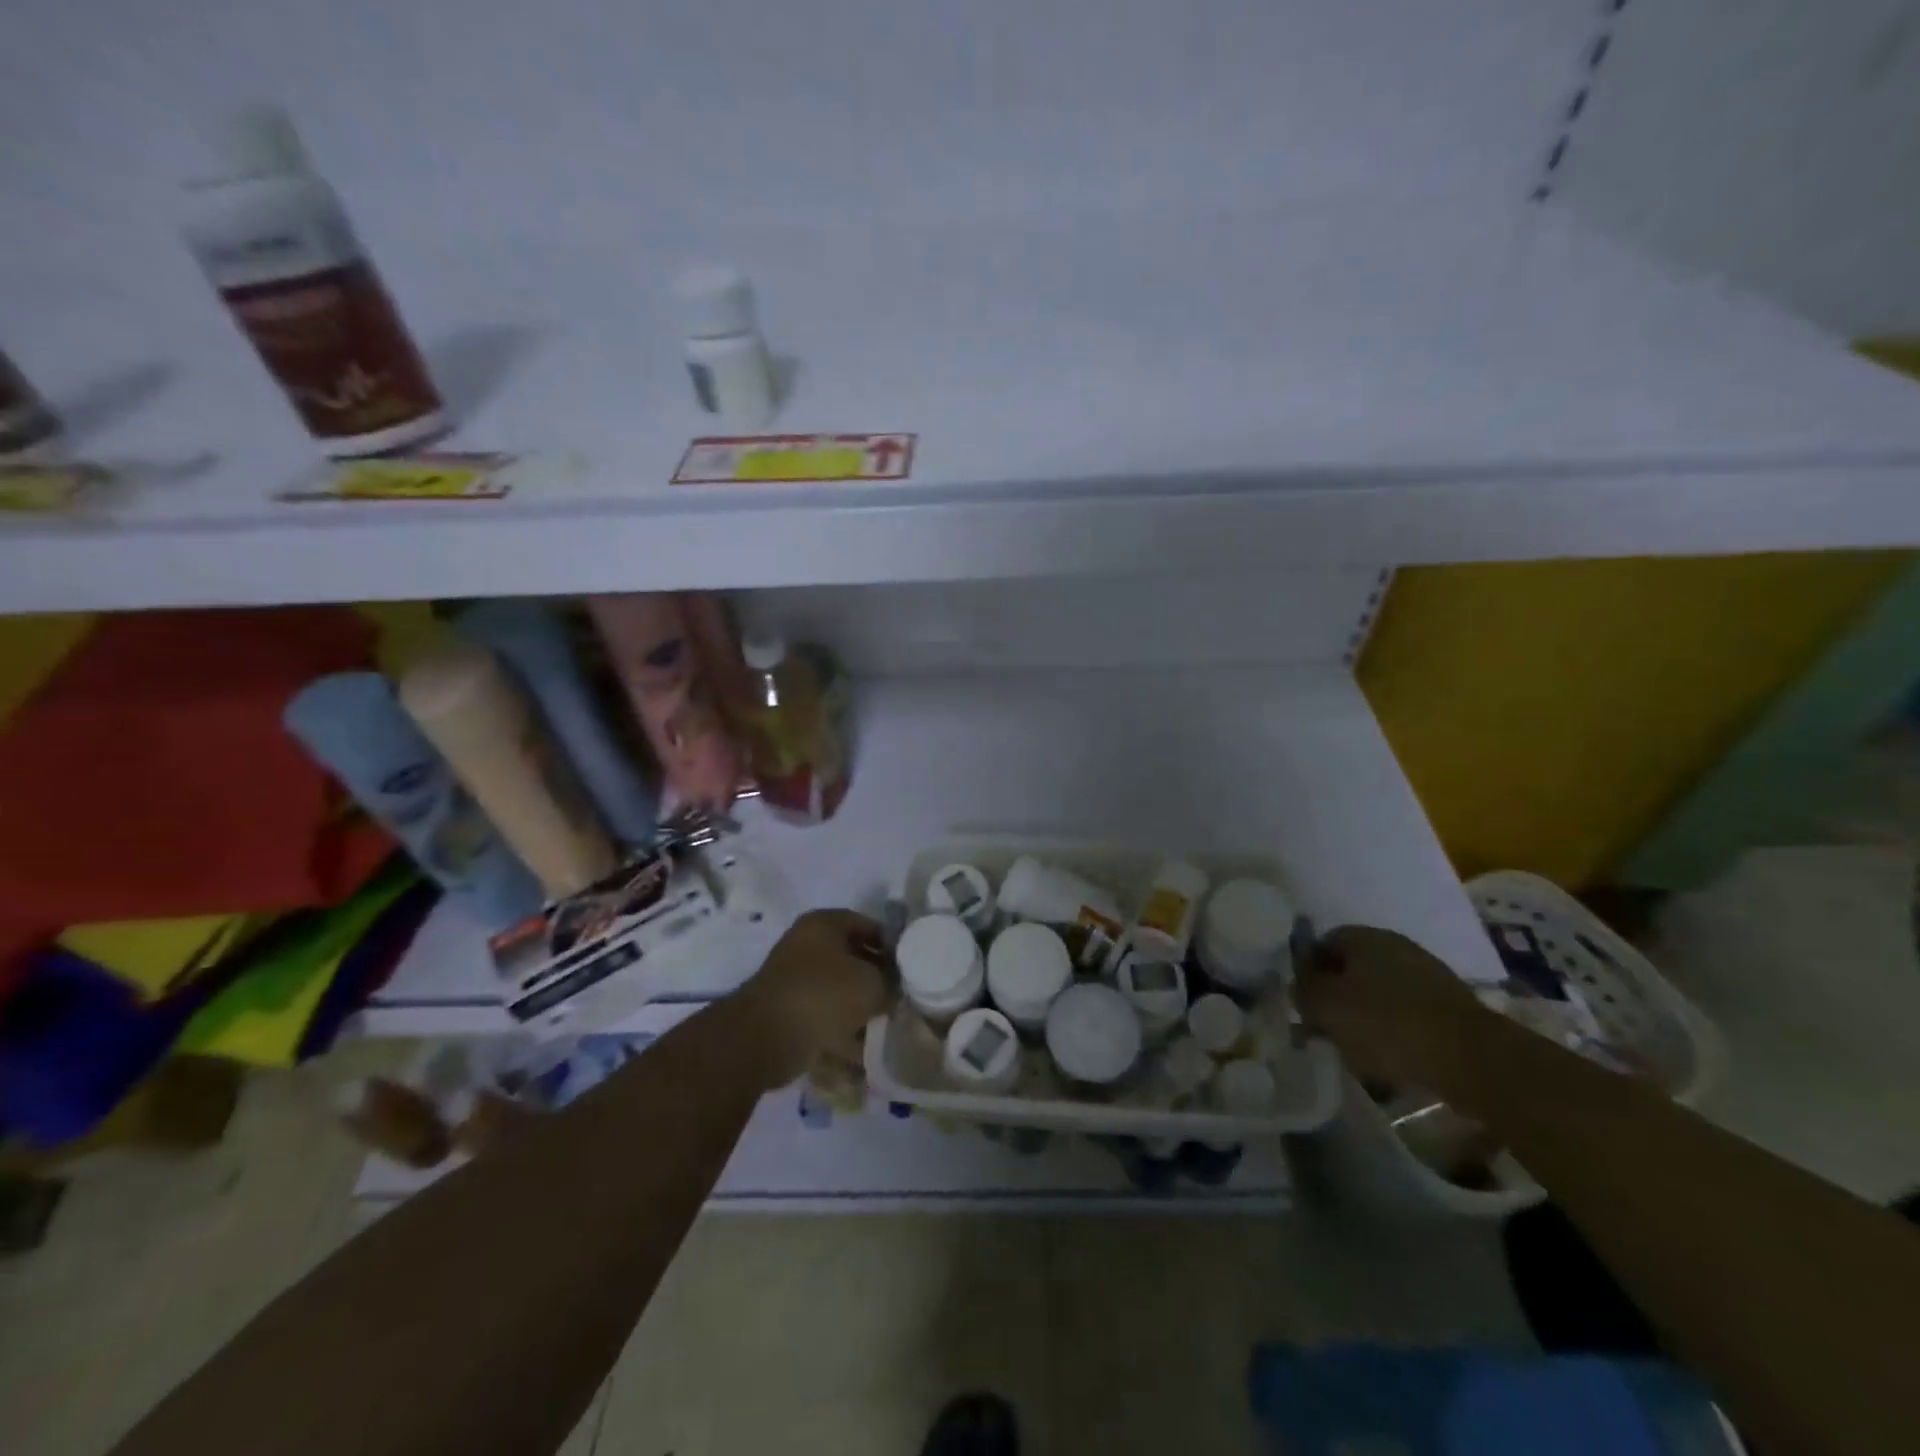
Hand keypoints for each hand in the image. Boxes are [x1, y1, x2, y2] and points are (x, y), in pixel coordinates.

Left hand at [728, 909, 893, 1088]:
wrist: (765, 1038)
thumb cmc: (823, 995)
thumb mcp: (872, 983)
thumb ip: (891, 982)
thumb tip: (895, 989)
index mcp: (824, 924)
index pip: (868, 925)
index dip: (893, 945)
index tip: (912, 968)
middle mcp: (806, 946)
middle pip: (853, 960)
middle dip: (877, 981)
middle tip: (902, 1000)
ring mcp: (794, 981)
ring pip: (839, 993)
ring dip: (860, 1011)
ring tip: (887, 1029)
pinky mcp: (788, 1015)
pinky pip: (823, 1021)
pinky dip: (841, 1035)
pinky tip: (864, 1055)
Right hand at [1293, 925, 1490, 1093]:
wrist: (1474, 1059)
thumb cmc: (1387, 1024)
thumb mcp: (1325, 1007)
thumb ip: (1303, 990)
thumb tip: (1300, 983)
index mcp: (1363, 936)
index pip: (1322, 943)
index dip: (1307, 972)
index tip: (1303, 1004)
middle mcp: (1394, 945)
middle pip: (1352, 968)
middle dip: (1337, 997)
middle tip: (1326, 1029)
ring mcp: (1427, 974)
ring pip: (1380, 993)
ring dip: (1366, 1017)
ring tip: (1357, 1052)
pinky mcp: (1450, 1007)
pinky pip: (1408, 1014)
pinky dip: (1395, 1033)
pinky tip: (1391, 1060)